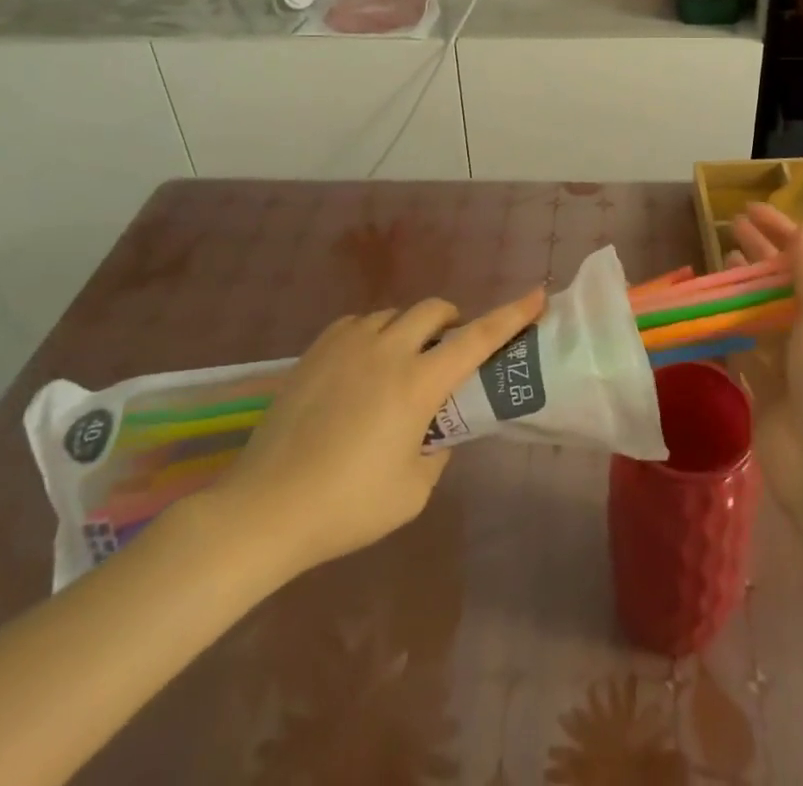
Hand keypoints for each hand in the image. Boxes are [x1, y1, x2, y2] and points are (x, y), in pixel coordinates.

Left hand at [201, 289, 544, 589]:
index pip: (478, 339)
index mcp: (418, 384)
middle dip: (451, 321)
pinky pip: (357, 324)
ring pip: (394, 315)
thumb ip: (437, 450)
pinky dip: (372, 336)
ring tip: (397, 368)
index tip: (537, 294)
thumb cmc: (347, 506)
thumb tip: (435, 429)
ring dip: (409, 332)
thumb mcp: (412, 490)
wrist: (264, 508)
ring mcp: (348, 345)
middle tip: (447, 353)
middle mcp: (387, 351)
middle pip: (433, 310)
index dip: (512, 314)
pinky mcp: (316, 349)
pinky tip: (360, 368)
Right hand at [726, 204, 802, 511]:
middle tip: (728, 225)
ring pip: (758, 310)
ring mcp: (786, 360)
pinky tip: (706, 310)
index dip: (781, 230)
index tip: (750, 209)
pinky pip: (740, 346)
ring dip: (739, 285)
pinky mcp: (761, 387)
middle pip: (780, 280)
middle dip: (758, 251)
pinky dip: (725, 327)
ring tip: (717, 258)